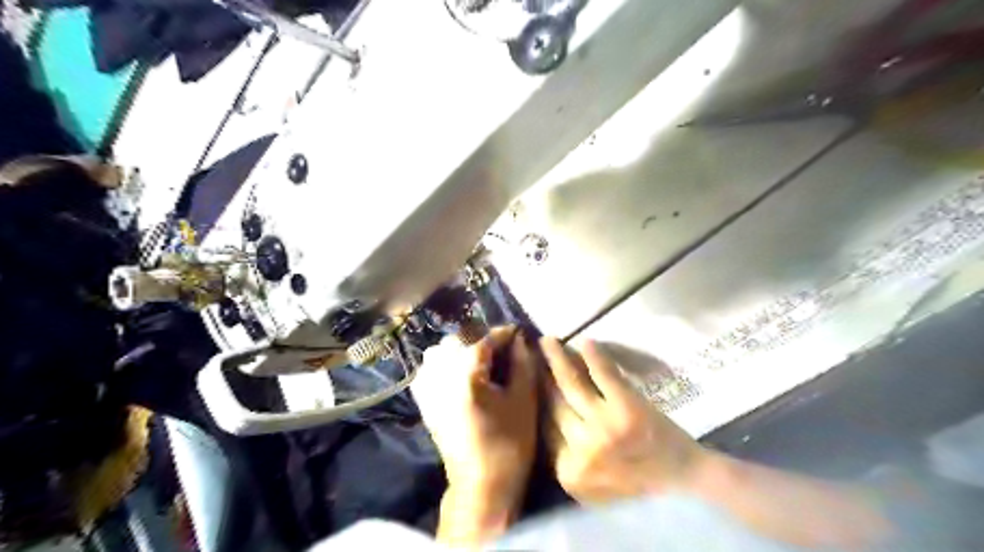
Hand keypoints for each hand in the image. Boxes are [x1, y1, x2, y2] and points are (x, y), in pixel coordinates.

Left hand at [413, 326, 536, 544]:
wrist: (480, 484)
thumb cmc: (509, 442)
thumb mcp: (523, 399)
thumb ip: (523, 362)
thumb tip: (520, 338)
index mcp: (467, 370)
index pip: (488, 338)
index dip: (506, 334)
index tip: (519, 334)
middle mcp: (441, 370)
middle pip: (462, 340)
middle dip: (483, 342)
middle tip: (502, 354)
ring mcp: (427, 384)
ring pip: (443, 350)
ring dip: (462, 351)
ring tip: (482, 365)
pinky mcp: (422, 399)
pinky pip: (431, 367)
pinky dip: (446, 364)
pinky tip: (461, 377)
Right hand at [545, 337, 707, 505]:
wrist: (684, 482)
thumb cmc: (637, 485)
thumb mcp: (592, 485)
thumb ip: (566, 458)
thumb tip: (544, 417)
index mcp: (569, 471)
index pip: (545, 427)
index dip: (536, 398)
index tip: (531, 378)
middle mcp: (581, 448)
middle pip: (554, 404)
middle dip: (540, 376)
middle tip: (531, 355)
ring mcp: (603, 426)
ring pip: (571, 385)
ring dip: (557, 359)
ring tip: (548, 341)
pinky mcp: (626, 407)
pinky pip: (603, 375)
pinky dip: (593, 357)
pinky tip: (584, 342)